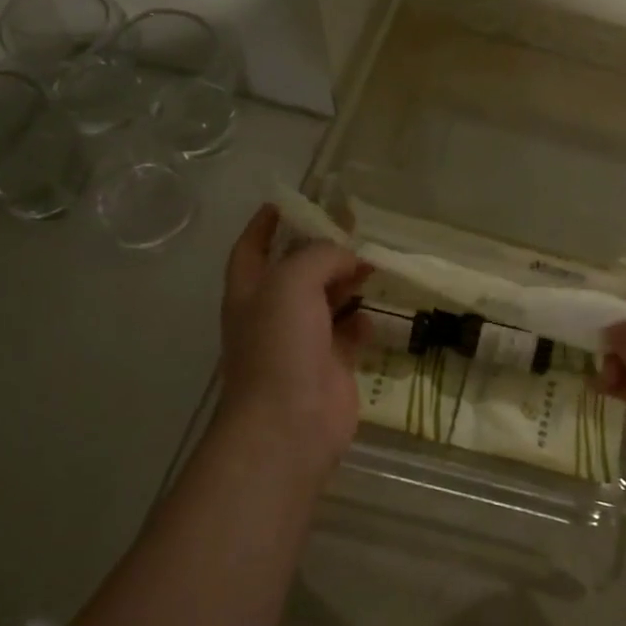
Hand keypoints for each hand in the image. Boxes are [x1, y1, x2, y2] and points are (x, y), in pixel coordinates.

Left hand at [216, 205, 370, 478]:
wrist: (290, 423)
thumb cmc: (280, 346)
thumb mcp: (292, 283)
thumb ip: (319, 257)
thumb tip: (349, 258)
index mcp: (250, 291)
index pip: (251, 248)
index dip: (265, 224)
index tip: (288, 203)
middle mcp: (273, 313)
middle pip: (296, 272)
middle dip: (321, 251)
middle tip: (354, 231)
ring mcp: (302, 342)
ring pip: (326, 302)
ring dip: (347, 284)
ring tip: (374, 264)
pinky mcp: (331, 366)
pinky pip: (349, 334)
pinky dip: (361, 322)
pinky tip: (376, 313)